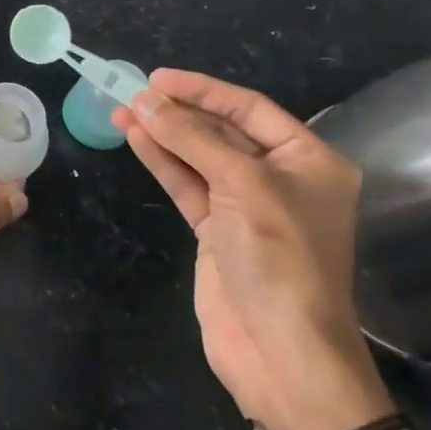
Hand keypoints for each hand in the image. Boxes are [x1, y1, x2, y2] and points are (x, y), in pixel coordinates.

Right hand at [112, 70, 391, 429]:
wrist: (280, 352)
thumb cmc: (279, 258)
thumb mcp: (242, 186)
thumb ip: (192, 138)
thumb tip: (144, 100)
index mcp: (309, 161)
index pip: (250, 108)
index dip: (203, 89)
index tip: (158, 77)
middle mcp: (280, 178)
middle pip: (222, 130)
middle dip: (178, 112)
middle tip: (132, 93)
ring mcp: (246, 206)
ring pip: (199, 157)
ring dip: (163, 134)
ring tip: (122, 110)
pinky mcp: (217, 231)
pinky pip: (187, 184)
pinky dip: (162, 162)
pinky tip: (136, 139)